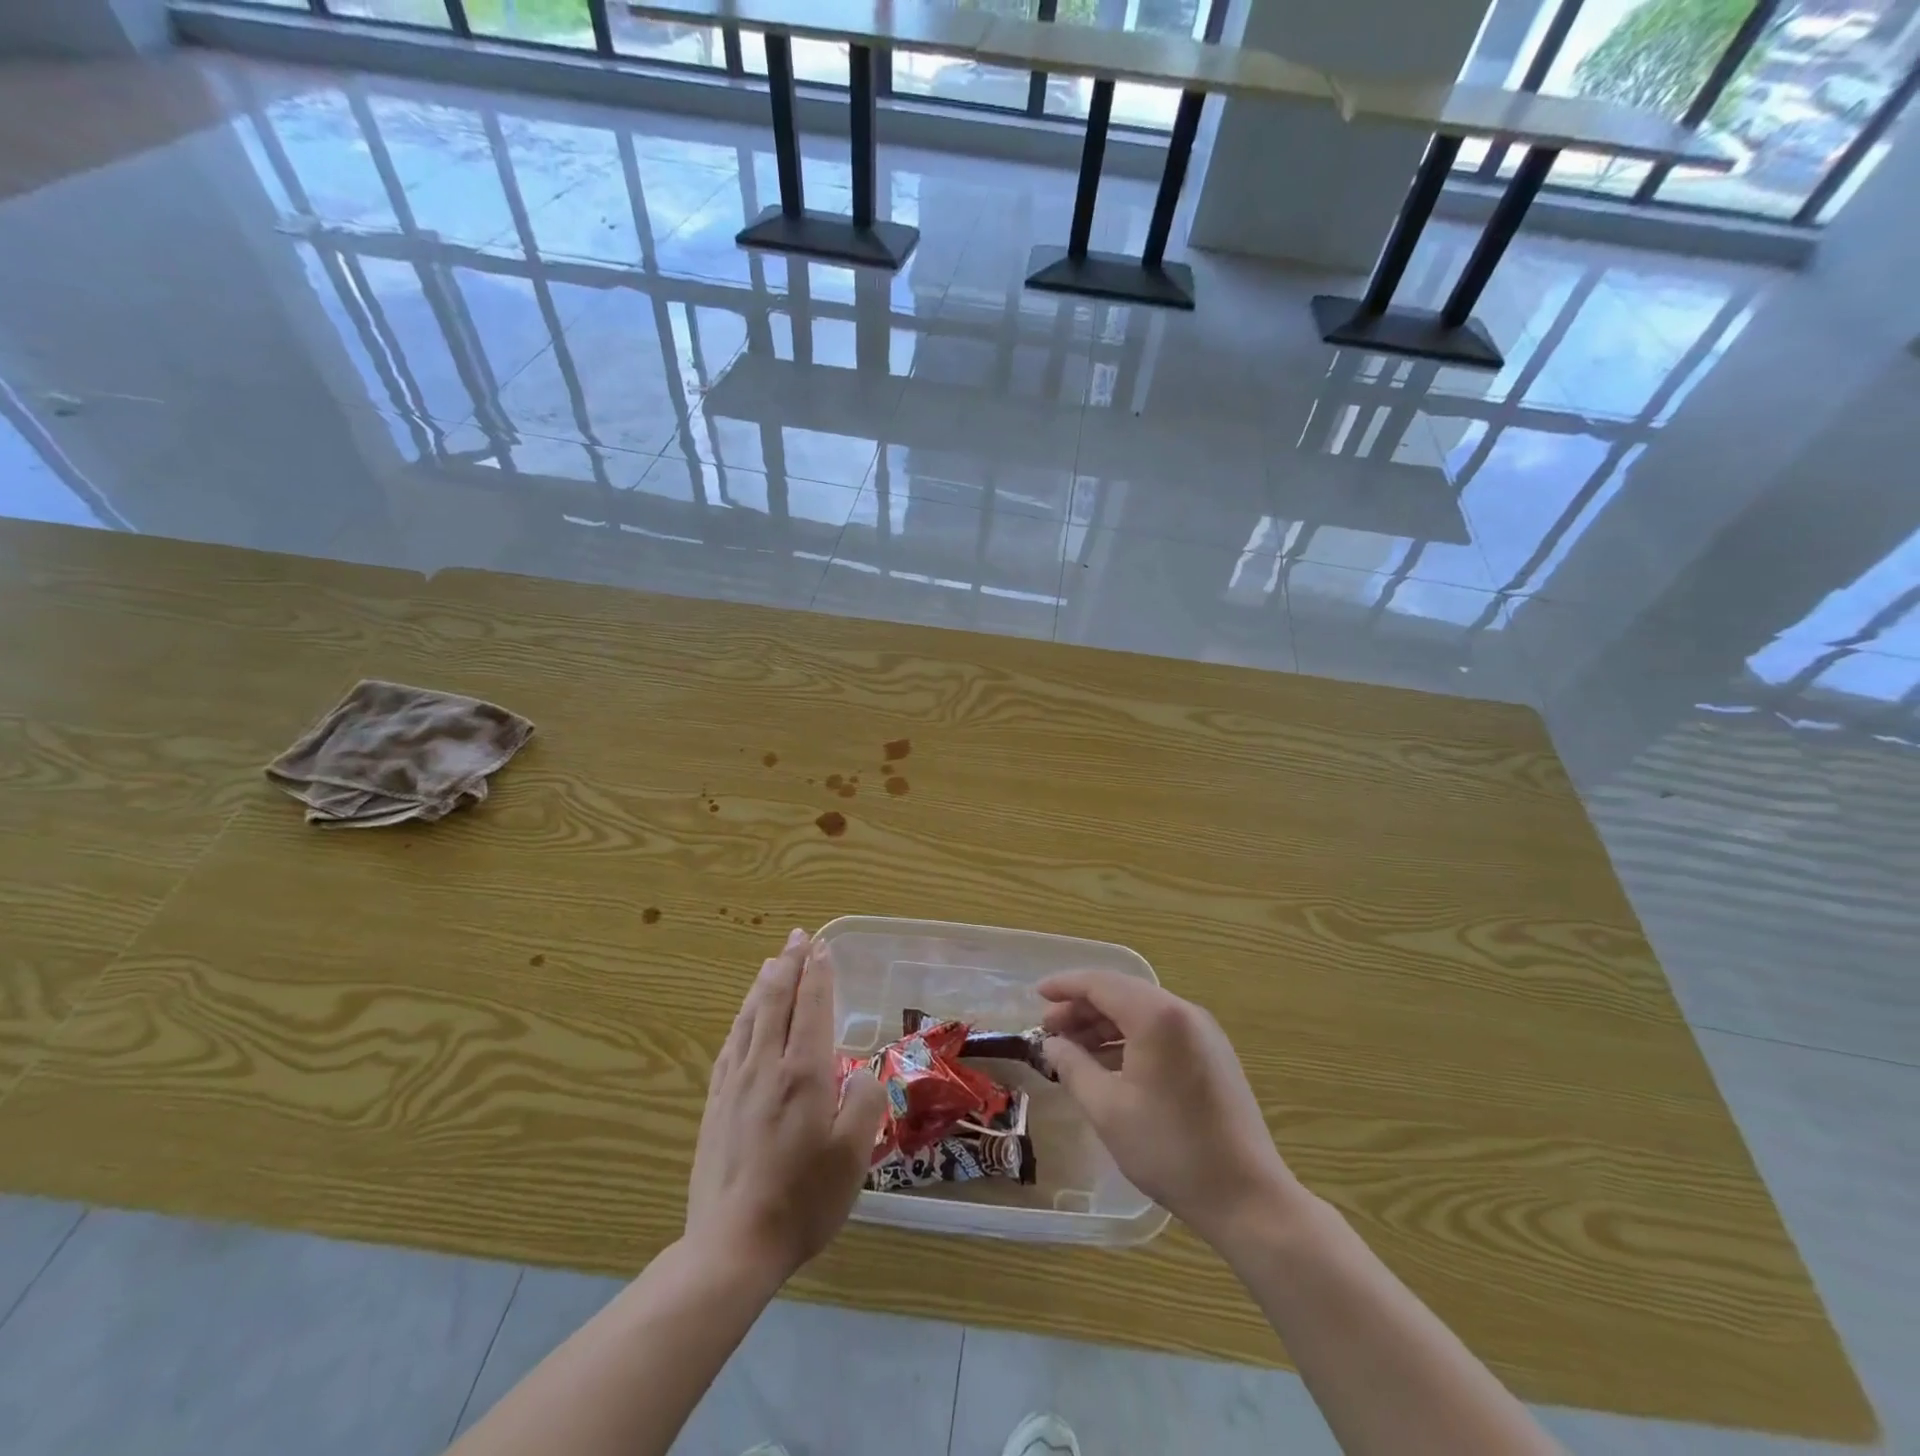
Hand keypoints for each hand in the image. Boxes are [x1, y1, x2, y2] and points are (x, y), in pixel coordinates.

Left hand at [685, 929, 886, 1283]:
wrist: (732, 1246)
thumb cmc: (802, 1200)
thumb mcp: (853, 1155)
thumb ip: (864, 1103)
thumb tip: (860, 1072)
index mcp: (803, 1072)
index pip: (811, 1006)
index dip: (818, 973)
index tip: (821, 946)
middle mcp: (766, 1066)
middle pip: (776, 1000)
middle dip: (789, 964)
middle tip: (798, 937)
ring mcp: (735, 1084)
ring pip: (750, 1017)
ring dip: (764, 984)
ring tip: (772, 962)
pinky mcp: (715, 1104)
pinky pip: (729, 1044)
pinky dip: (742, 1018)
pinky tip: (743, 1017)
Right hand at [1040, 970, 1299, 1249]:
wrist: (1248, 1198)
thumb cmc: (1170, 1149)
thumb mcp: (1108, 1109)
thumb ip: (1073, 1067)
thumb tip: (1051, 1045)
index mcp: (1158, 1016)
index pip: (1101, 984)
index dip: (1065, 986)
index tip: (1035, 995)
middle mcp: (1183, 1012)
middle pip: (1122, 994)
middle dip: (1082, 1008)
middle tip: (1048, 1030)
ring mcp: (1203, 1033)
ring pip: (1142, 1013)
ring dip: (1104, 1025)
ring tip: (1072, 1049)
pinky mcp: (1213, 1056)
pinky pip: (1161, 1031)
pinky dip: (1130, 1039)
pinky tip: (1108, 1065)